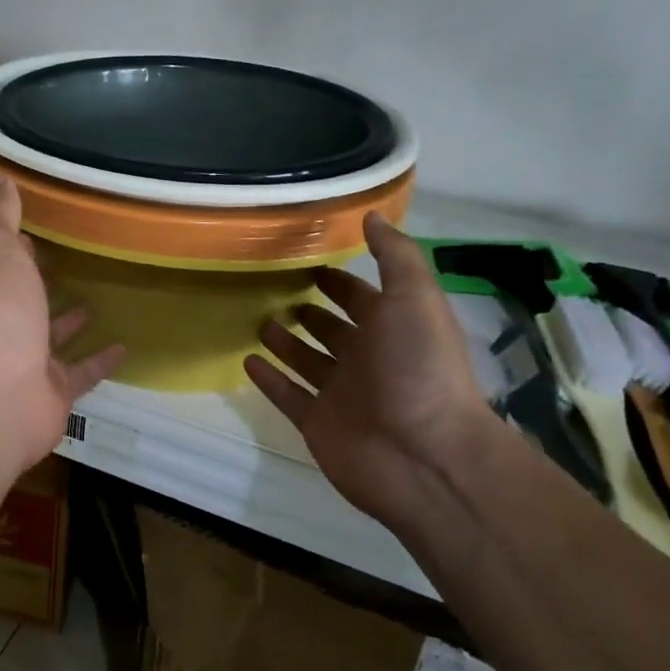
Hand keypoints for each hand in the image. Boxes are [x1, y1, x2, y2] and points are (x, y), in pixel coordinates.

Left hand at [0, 178, 125, 472]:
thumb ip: (1, 217)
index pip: (3, 261)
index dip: (18, 246)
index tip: (42, 228)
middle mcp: (5, 323)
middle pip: (26, 300)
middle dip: (43, 283)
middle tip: (77, 262)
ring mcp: (28, 360)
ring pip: (53, 337)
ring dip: (70, 321)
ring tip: (100, 297)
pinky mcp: (55, 391)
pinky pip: (82, 371)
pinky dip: (101, 360)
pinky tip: (125, 346)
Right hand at [245, 214, 494, 524]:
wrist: (423, 456)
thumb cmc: (419, 368)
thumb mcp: (415, 298)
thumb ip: (395, 256)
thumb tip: (373, 214)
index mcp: (392, 328)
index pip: (361, 297)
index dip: (339, 280)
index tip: (308, 260)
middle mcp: (367, 359)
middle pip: (332, 329)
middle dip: (309, 309)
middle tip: (274, 288)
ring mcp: (341, 393)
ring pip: (307, 361)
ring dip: (285, 342)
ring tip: (257, 319)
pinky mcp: (318, 423)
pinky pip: (288, 396)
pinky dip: (269, 380)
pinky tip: (247, 360)